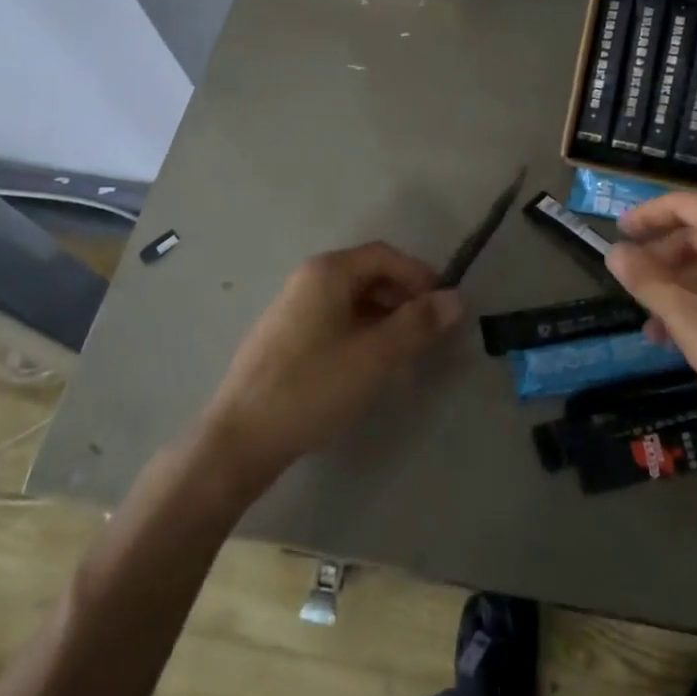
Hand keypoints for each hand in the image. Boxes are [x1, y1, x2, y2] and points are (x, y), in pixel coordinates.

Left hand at [198, 243, 463, 486]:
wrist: (239, 440)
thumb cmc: (312, 387)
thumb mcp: (375, 355)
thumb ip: (418, 324)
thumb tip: (457, 299)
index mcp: (328, 272)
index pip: (385, 256)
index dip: (420, 276)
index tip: (444, 307)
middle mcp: (309, 280)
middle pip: (369, 275)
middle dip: (405, 298)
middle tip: (429, 332)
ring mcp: (293, 309)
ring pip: (353, 301)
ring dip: (386, 318)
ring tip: (407, 353)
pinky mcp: (286, 338)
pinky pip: (335, 321)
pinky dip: (362, 333)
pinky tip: (371, 366)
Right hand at [604, 193, 696, 451]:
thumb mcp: (692, 322)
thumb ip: (649, 283)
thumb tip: (614, 252)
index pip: (686, 205)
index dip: (648, 215)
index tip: (618, 233)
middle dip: (662, 258)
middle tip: (632, 283)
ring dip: (681, 287)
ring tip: (652, 323)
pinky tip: (687, 337)